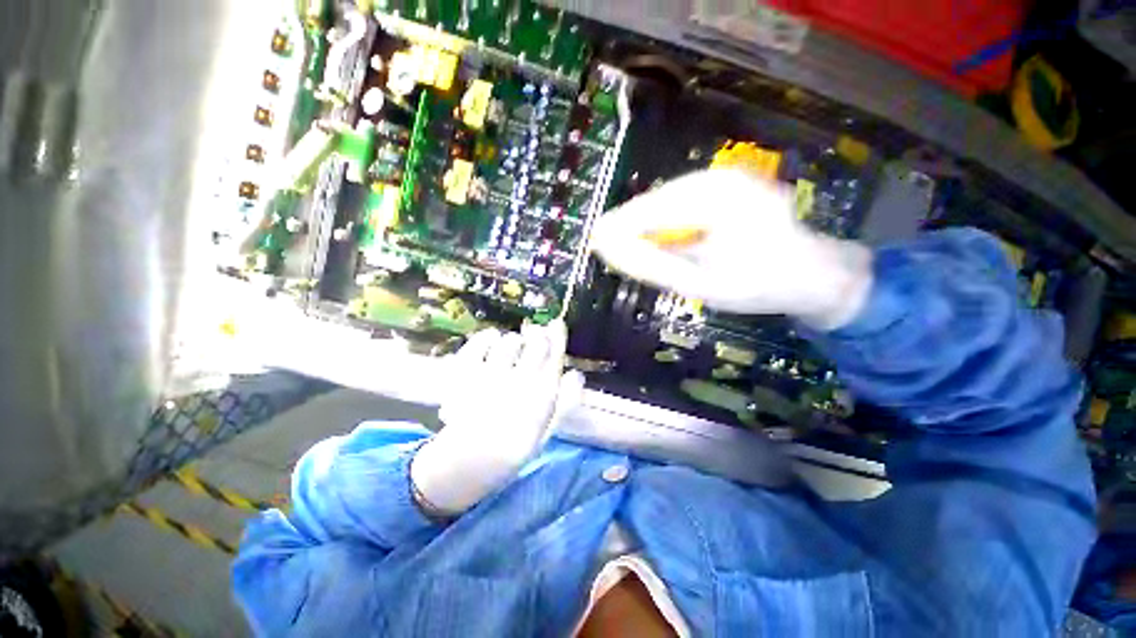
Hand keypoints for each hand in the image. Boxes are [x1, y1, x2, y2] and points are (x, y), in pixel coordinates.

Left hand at [410, 320, 584, 516]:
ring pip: (510, 342)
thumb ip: (566, 401)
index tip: (556, 324)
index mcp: (541, 395)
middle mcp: (519, 381)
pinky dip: (488, 337)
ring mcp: (491, 376)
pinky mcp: (466, 373)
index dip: (557, 336)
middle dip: (538, 336)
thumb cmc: (516, 445)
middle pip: (536, 344)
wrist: (471, 459)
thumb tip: (576, 375)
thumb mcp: (549, 428)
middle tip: (534, 334)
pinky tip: (492, 338)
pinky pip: (479, 343)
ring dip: (514, 340)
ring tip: (513, 344)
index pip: (555, 356)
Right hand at [589, 169, 873, 329]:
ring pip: (667, 199)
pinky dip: (668, 221)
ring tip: (639, 249)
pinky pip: (683, 201)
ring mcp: (726, 177)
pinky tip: (667, 239)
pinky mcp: (728, 185)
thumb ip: (650, 263)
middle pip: (657, 200)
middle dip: (634, 226)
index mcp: (716, 198)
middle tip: (614, 251)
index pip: (650, 209)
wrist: (812, 274)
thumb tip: (606, 246)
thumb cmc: (759, 285)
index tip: (596, 243)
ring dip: (649, 225)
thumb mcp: (698, 282)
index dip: (619, 227)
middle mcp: (720, 177)